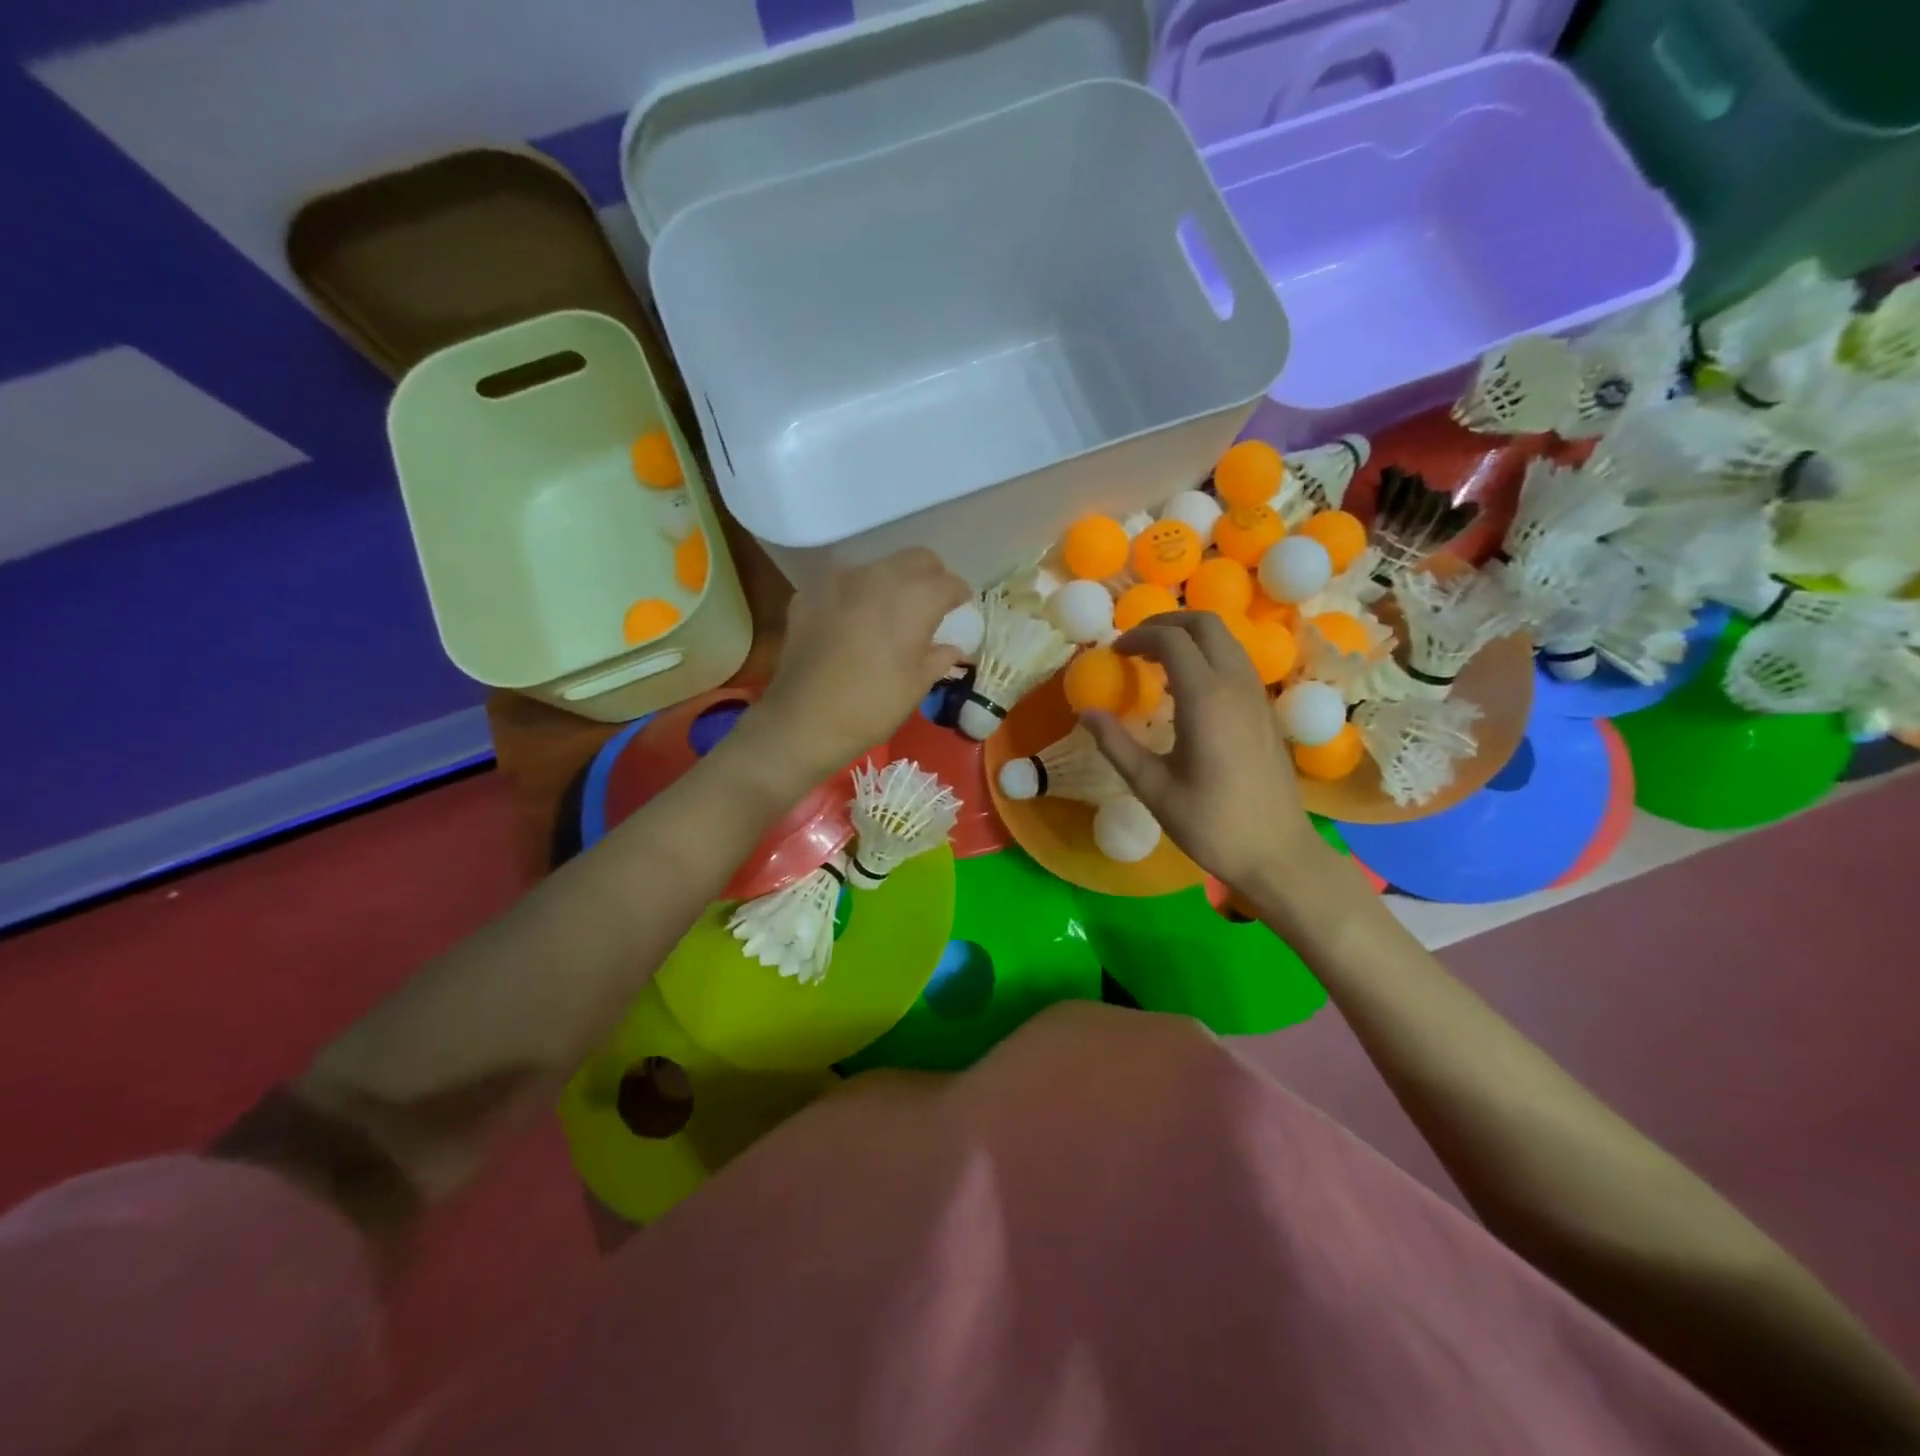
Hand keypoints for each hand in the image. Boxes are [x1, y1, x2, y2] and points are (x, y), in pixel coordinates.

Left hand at [755, 549, 970, 777]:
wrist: (804, 720)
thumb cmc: (873, 705)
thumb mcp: (917, 685)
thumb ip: (939, 657)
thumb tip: (952, 648)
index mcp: (914, 598)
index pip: (948, 582)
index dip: (959, 596)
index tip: (960, 610)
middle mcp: (878, 576)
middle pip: (916, 559)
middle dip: (930, 577)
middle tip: (930, 606)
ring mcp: (838, 580)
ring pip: (877, 567)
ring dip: (891, 584)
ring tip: (888, 615)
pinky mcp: (809, 593)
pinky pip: (842, 584)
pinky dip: (855, 597)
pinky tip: (852, 625)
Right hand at [1081, 612, 1330, 897]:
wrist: (1277, 852)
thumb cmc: (1210, 824)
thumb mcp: (1152, 787)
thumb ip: (1116, 745)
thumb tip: (1086, 713)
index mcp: (1206, 699)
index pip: (1171, 640)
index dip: (1138, 637)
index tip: (1114, 653)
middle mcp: (1236, 685)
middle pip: (1205, 624)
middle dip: (1166, 623)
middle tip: (1135, 646)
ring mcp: (1257, 695)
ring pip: (1225, 639)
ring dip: (1189, 636)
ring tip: (1156, 662)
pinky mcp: (1266, 709)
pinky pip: (1235, 661)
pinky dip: (1207, 655)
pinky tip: (1186, 687)